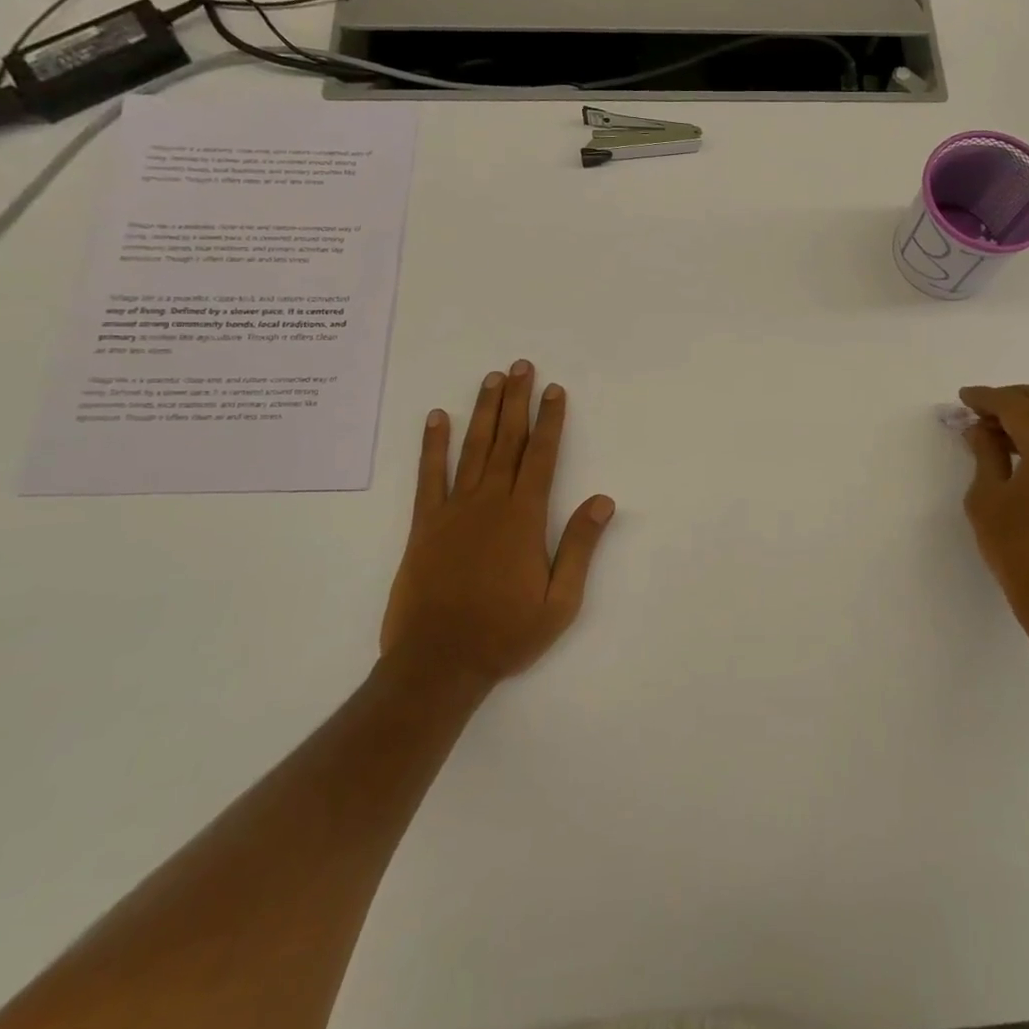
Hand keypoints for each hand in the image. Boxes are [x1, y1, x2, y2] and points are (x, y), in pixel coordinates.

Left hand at [381, 361, 614, 690]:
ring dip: (483, 411)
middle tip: (521, 366)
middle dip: (517, 401)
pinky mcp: (424, 525)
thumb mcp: (559, 602)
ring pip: (472, 449)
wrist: (438, 663)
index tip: (553, 390)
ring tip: (491, 379)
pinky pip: (429, 476)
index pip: (542, 457)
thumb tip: (603, 500)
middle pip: (507, 441)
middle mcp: (489, 503)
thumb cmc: (505, 634)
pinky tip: (436, 418)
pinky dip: (433, 445)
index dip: (550, 421)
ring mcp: (453, 511)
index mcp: (524, 518)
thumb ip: (580, 547)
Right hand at [958, 383, 1028, 638]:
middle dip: (1009, 398)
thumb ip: (985, 453)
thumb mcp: (987, 497)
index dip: (986, 398)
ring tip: (989, 430)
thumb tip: (980, 428)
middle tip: (976, 411)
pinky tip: (1013, 447)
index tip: (962, 398)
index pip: (1016, 406)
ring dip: (1025, 414)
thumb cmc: (1019, 549)